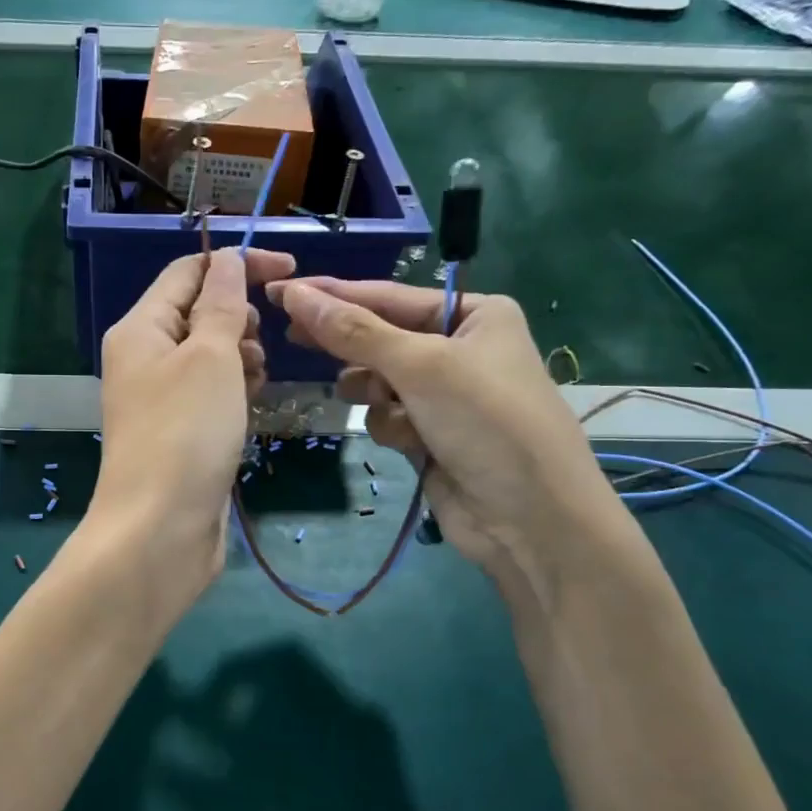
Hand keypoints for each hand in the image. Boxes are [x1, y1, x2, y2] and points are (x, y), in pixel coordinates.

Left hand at [87, 248, 295, 620]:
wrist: (159, 531)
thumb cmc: (186, 433)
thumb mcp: (211, 357)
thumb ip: (222, 305)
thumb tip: (228, 261)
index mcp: (140, 329)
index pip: (188, 272)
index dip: (237, 263)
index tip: (290, 271)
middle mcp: (144, 358)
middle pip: (198, 313)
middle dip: (239, 317)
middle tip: (259, 345)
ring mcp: (160, 399)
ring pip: (210, 355)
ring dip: (240, 356)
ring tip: (254, 381)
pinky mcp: (180, 433)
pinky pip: (211, 394)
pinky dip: (234, 391)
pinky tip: (249, 407)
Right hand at [266, 277, 619, 581]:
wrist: (530, 519)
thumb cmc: (486, 422)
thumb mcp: (421, 367)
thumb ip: (355, 332)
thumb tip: (296, 294)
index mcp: (473, 315)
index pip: (388, 296)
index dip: (332, 294)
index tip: (281, 291)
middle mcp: (460, 348)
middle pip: (381, 336)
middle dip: (348, 345)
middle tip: (289, 335)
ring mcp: (445, 395)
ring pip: (378, 380)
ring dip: (373, 393)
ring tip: (380, 403)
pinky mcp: (430, 435)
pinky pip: (388, 416)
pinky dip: (390, 426)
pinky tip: (409, 442)